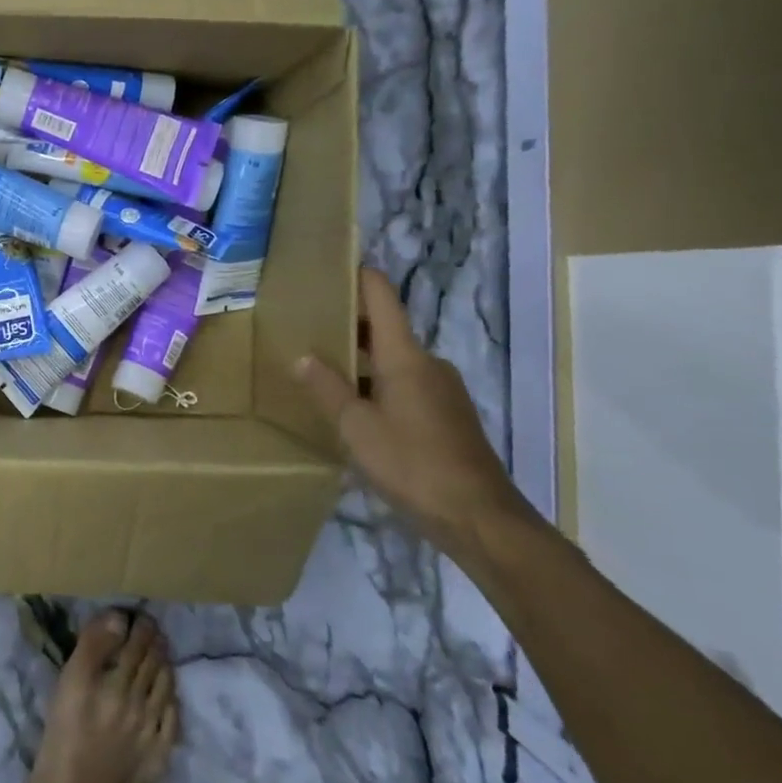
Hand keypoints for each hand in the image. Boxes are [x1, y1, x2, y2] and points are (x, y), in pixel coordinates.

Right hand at [294, 268, 533, 556]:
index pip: (382, 299)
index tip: (330, 266)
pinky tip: (353, 406)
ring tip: (321, 365)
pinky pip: (405, 384)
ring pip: (394, 360)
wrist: (478, 516)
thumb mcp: (356, 427)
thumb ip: (327, 389)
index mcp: (405, 356)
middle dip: (348, 323)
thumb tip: (302, 357)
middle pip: (385, 328)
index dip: (359, 277)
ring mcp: (441, 389)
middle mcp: (427, 363)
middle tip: (306, 323)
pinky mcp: (446, 415)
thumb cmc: (412, 463)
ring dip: (360, 358)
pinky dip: (377, 383)